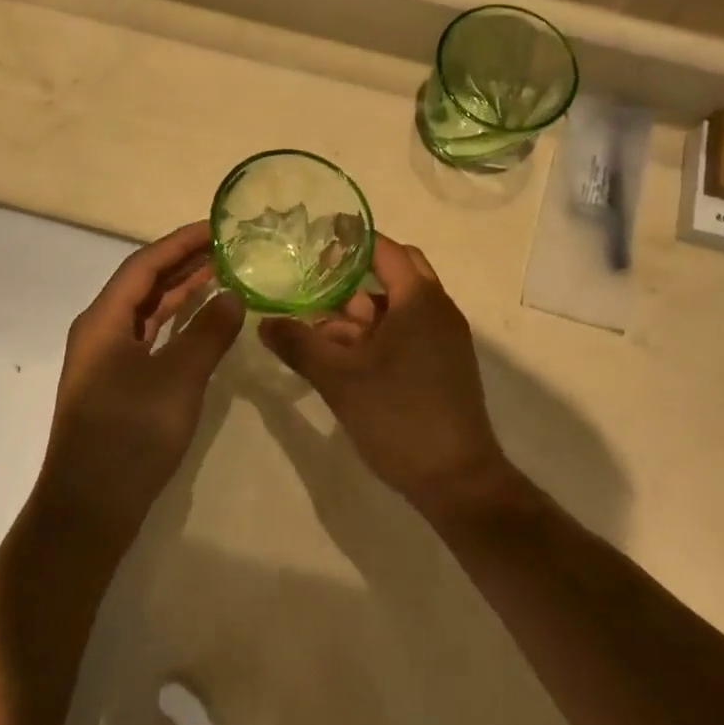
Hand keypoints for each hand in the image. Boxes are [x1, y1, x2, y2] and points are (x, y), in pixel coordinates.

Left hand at [40, 223, 244, 527]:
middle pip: (144, 284)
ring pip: (148, 312)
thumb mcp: (178, 378)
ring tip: (222, 274)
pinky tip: (202, 323)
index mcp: (104, 319)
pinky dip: (177, 324)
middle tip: (227, 247)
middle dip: (183, 263)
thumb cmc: (130, 434)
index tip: (217, 227)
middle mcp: (101, 331)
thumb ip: (208, 332)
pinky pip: (150, 338)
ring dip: (181, 292)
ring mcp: (107, 360)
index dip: (181, 242)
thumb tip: (233, 295)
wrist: (89, 508)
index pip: (145, 264)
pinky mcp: (117, 385)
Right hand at [259, 236, 511, 518]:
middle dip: (353, 280)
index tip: (315, 243)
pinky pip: (408, 331)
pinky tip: (346, 359)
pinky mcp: (444, 364)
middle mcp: (438, 310)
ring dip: (360, 314)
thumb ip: (300, 345)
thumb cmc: (399, 418)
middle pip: (394, 274)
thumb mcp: (340, 380)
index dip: (350, 242)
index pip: (385, 250)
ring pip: (398, 306)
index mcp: (419, 301)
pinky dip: (377, 334)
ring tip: (321, 336)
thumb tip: (264, 323)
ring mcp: (445, 339)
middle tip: (315, 289)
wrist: (459, 481)